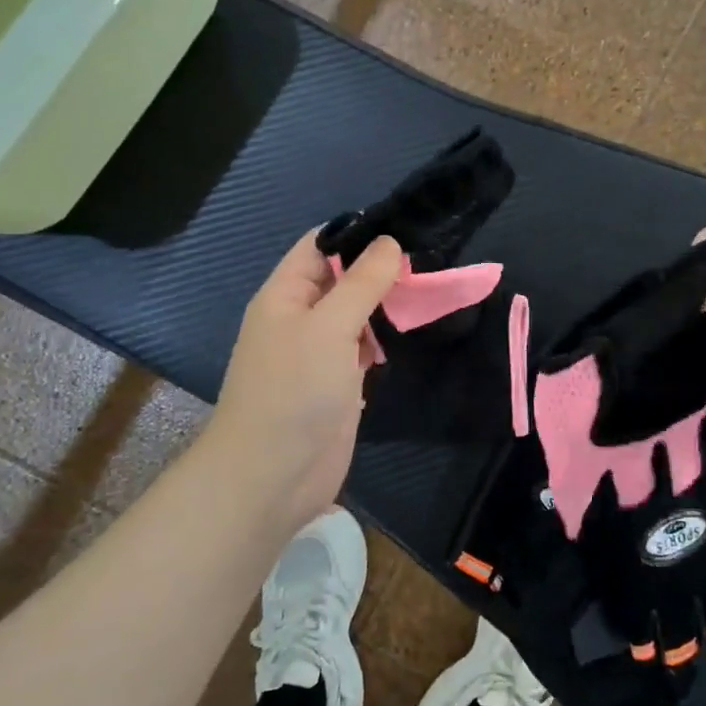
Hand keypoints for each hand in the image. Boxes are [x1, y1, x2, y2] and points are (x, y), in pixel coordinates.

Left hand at [201, 230, 403, 535]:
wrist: (272, 476)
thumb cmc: (294, 390)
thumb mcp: (329, 326)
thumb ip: (362, 282)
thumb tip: (390, 243)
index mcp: (285, 295)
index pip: (320, 245)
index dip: (357, 233)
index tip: (405, 228)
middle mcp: (301, 317)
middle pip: (342, 278)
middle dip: (380, 268)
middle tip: (430, 259)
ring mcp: (320, 352)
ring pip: (357, 313)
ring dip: (387, 303)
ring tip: (432, 288)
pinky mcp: (339, 382)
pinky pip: (364, 347)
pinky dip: (386, 337)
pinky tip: (415, 328)